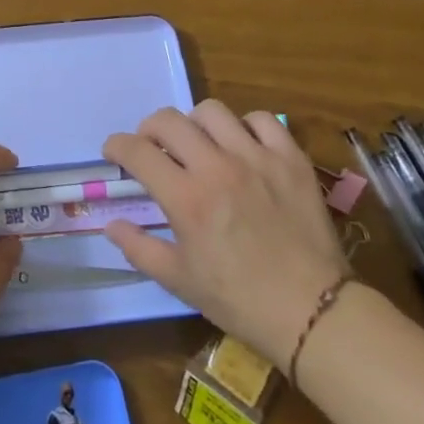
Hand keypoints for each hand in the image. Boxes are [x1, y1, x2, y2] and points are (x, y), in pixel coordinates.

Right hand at [102, 102, 349, 364]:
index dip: (116, 146)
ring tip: (199, 144)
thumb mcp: (179, 280)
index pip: (136, 150)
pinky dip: (245, 126)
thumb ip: (139, 247)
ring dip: (194, 124)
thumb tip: (111, 224)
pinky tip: (242, 146)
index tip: (114, 153)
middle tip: (153, 147)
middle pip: (168, 120)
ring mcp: (256, 158)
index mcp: (186, 198)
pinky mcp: (291, 159)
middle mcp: (216, 167)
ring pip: (211, 111)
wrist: (313, 311)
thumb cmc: (239, 300)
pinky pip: (262, 120)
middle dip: (149, 129)